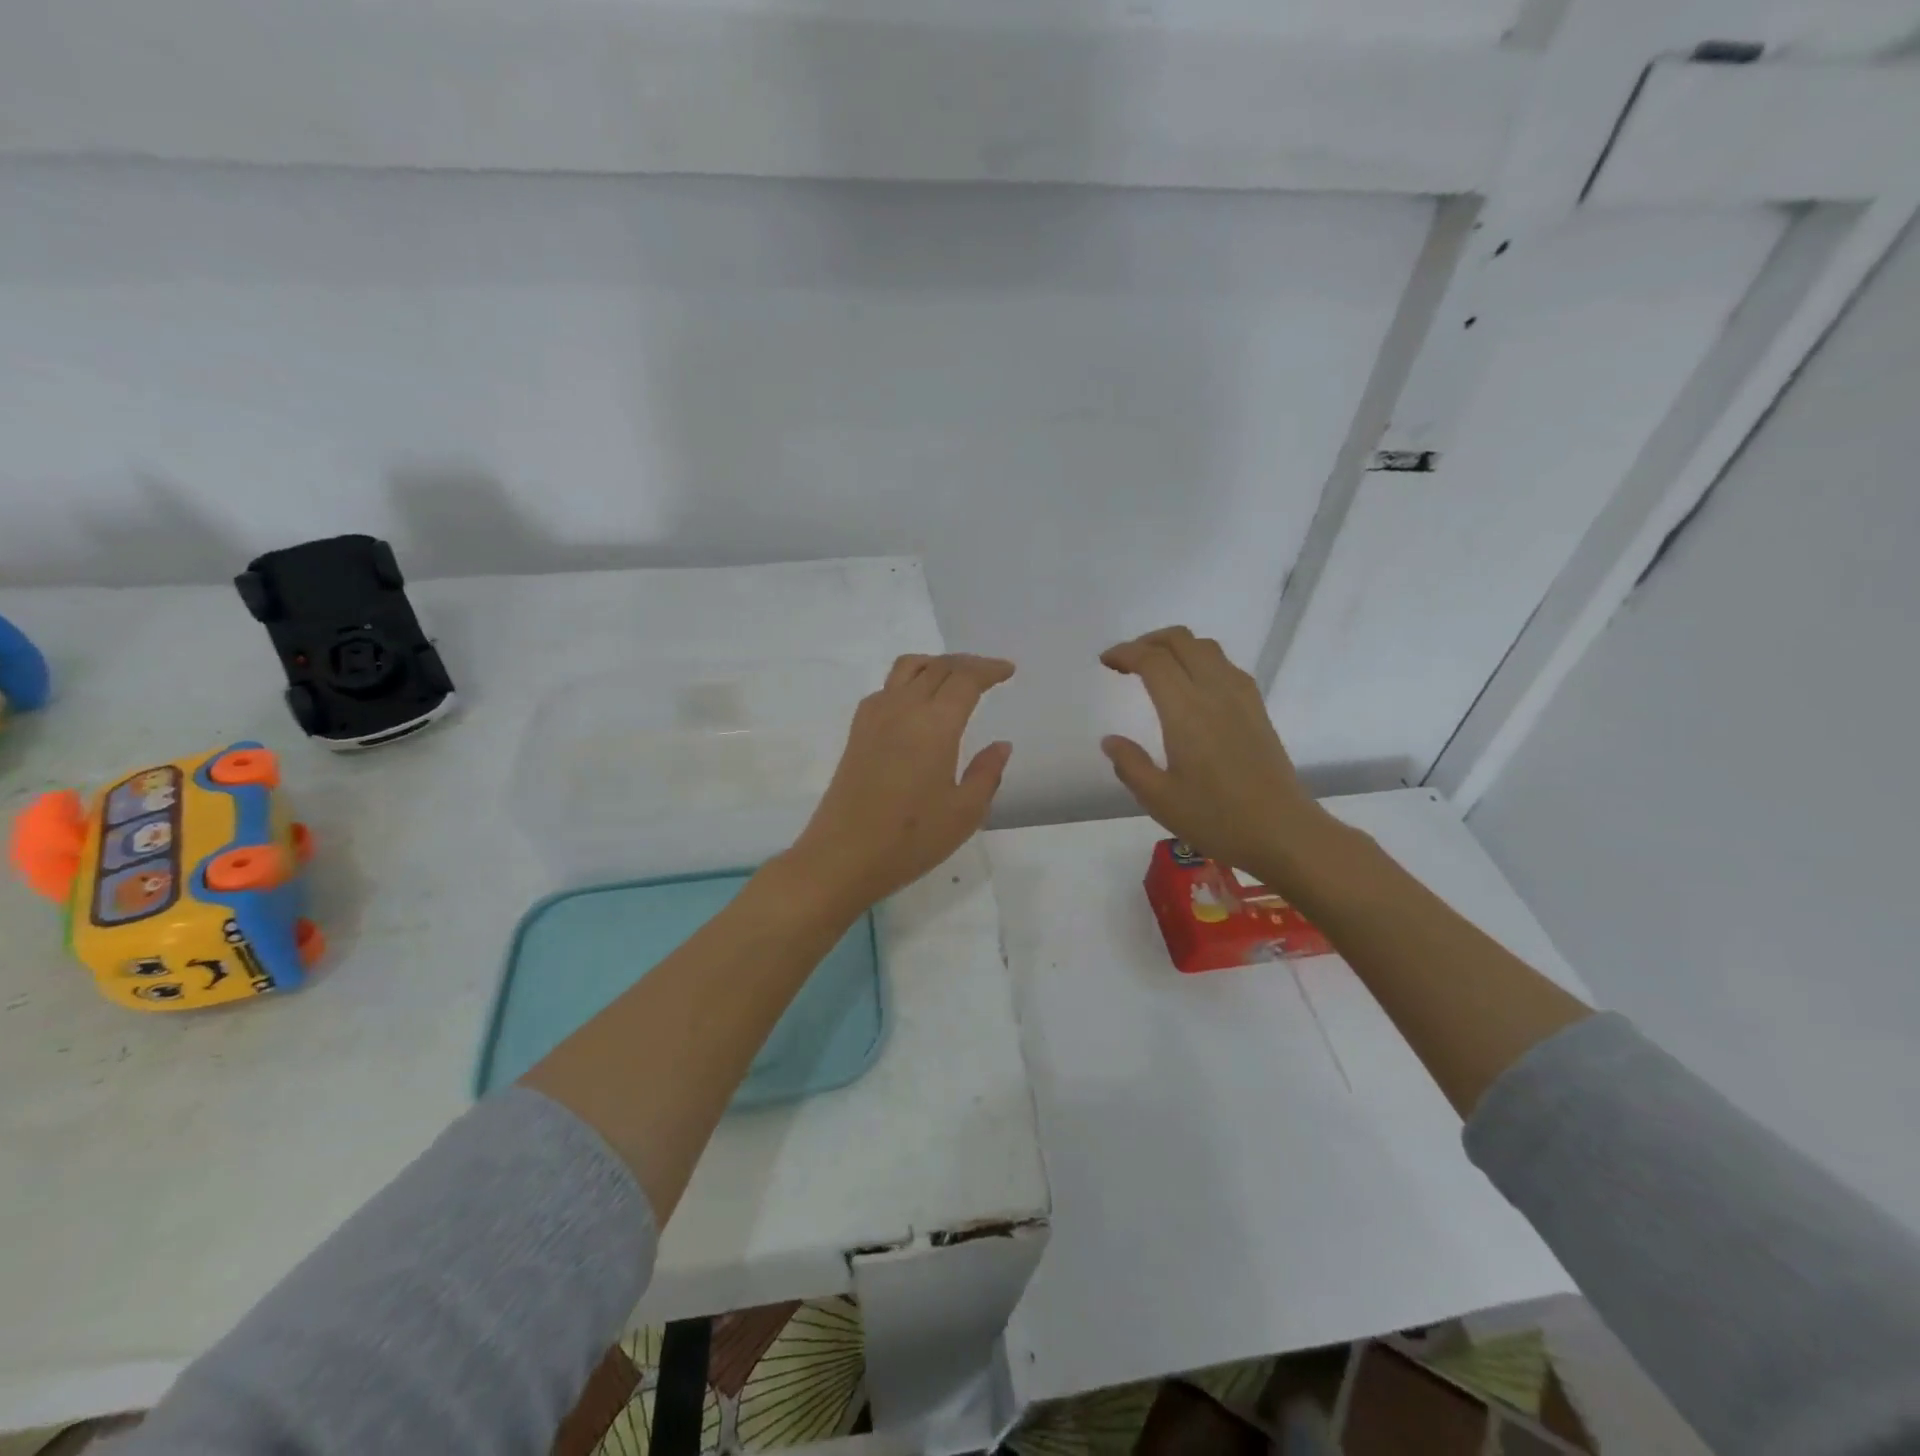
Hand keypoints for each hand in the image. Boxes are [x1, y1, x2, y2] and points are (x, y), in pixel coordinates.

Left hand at [780, 653, 1013, 914]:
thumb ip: (987, 773)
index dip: (989, 670)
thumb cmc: (910, 839)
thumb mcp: (964, 813)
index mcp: (934, 724)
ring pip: (907, 668)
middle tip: (988, 674)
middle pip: (937, 667)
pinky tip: (917, 705)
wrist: (842, 857)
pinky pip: (887, 688)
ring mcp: (874, 717)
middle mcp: (903, 708)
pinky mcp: (857, 732)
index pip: (965, 679)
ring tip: (953, 679)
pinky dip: (910, 681)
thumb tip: (1000, 745)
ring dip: (935, 665)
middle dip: (967, 664)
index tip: (1008, 670)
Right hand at [1100, 627, 1331, 875]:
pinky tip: (1192, 687)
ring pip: (1207, 647)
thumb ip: (1130, 765)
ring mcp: (1241, 698)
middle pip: (1182, 641)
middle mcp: (1215, 692)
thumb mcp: (1159, 799)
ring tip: (1156, 669)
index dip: (1125, 653)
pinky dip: (1200, 660)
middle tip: (1127, 662)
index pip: (1153, 660)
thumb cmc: (1216, 818)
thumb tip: (1111, 741)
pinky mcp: (1257, 709)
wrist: (1282, 832)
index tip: (1106, 662)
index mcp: (1186, 712)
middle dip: (1149, 641)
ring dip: (1176, 647)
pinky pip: (1225, 665)